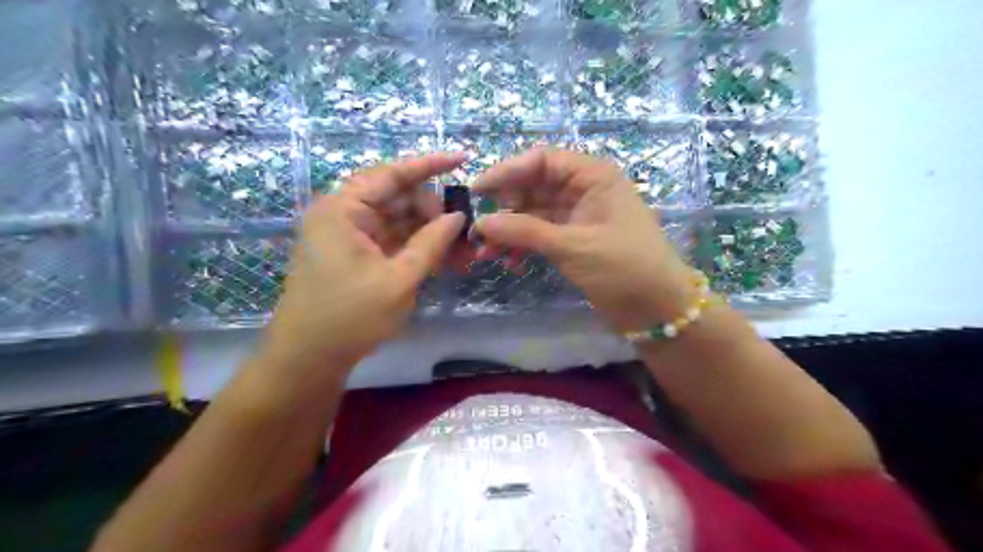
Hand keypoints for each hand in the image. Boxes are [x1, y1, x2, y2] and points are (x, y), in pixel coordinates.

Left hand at [260, 152, 466, 381]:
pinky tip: (448, 261)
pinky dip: (419, 250)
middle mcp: (345, 215)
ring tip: (466, 252)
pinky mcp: (358, 256)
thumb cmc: (349, 317)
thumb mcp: (399, 279)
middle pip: (399, 199)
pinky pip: (394, 243)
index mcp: (344, 209)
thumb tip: (458, 216)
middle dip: (436, 213)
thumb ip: (431, 243)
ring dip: (432, 235)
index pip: (391, 174)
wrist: (309, 359)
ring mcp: (351, 236)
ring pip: (401, 223)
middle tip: (468, 231)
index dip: (429, 165)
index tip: (462, 159)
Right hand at [477, 146, 698, 331]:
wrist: (657, 308)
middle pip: (533, 187)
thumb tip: (481, 223)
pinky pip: (540, 234)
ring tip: (486, 252)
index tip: (477, 190)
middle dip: (504, 207)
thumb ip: (526, 231)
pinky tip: (509, 262)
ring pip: (533, 213)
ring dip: (509, 230)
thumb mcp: (573, 245)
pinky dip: (523, 245)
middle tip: (478, 228)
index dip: (507, 171)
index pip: (542, 160)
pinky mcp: (573, 240)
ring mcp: (578, 216)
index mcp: (593, 176)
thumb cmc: (624, 267)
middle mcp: (584, 190)